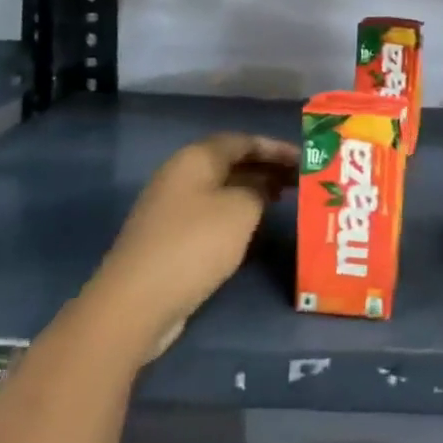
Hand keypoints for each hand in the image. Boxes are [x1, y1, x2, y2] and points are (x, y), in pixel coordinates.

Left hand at [91, 132, 297, 362]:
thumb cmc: (195, 243)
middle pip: (231, 162)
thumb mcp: (241, 209)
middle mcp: (181, 175)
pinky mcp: (169, 236)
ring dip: (252, 190)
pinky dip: (236, 212)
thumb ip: (259, 189)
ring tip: (283, 199)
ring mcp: (171, 207)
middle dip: (266, 168)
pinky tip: (254, 227)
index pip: (244, 140)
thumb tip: (261, 186)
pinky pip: (211, 212)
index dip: (276, 147)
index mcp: (196, 158)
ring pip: (221, 188)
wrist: (136, 302)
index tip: (306, 158)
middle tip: (299, 180)